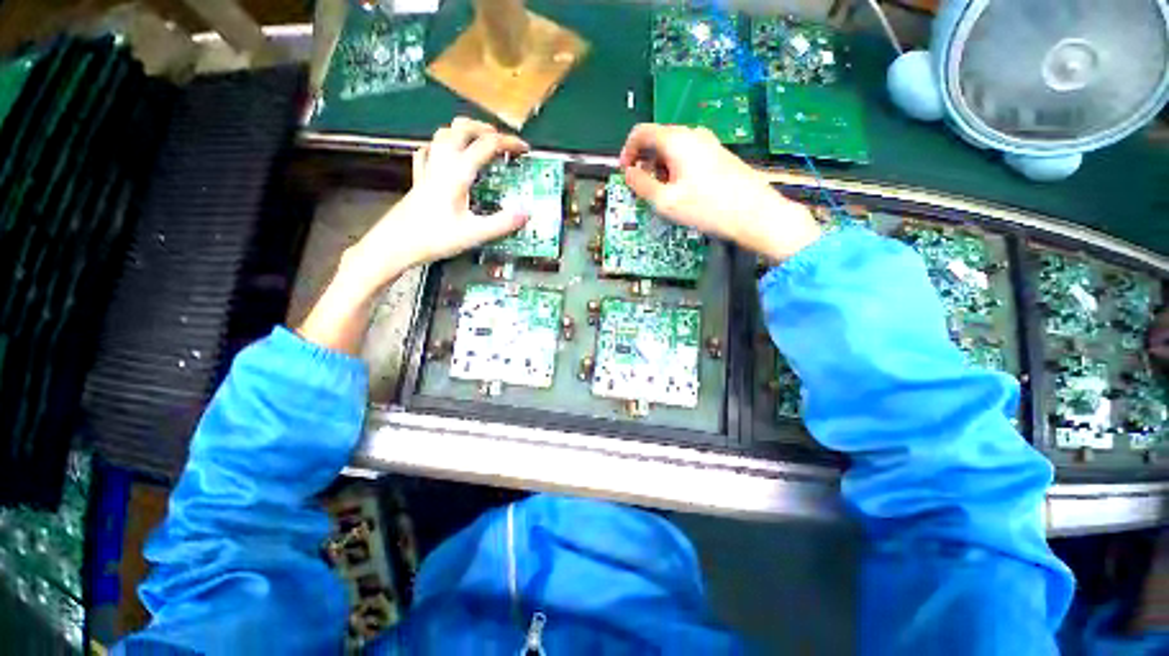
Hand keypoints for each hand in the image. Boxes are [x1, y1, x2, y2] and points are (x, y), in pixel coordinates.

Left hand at [299, 118, 528, 354]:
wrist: (394, 244)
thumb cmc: (434, 238)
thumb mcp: (473, 234)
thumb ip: (501, 223)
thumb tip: (526, 213)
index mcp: (457, 173)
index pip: (486, 145)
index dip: (508, 143)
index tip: (524, 149)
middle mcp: (441, 164)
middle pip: (461, 128)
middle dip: (484, 128)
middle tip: (501, 140)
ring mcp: (427, 169)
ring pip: (443, 135)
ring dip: (463, 132)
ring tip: (478, 142)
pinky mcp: (418, 179)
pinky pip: (427, 152)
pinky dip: (441, 146)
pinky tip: (445, 156)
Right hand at [619, 124, 820, 261]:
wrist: (754, 213)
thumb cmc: (707, 207)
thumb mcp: (666, 201)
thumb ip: (641, 185)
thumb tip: (629, 173)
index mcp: (677, 140)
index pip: (641, 132)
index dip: (627, 151)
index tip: (625, 173)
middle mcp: (692, 134)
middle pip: (657, 140)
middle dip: (644, 164)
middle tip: (643, 191)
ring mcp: (708, 143)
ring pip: (672, 149)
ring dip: (659, 169)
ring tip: (664, 196)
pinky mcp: (718, 155)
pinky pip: (687, 156)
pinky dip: (675, 170)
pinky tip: (682, 193)